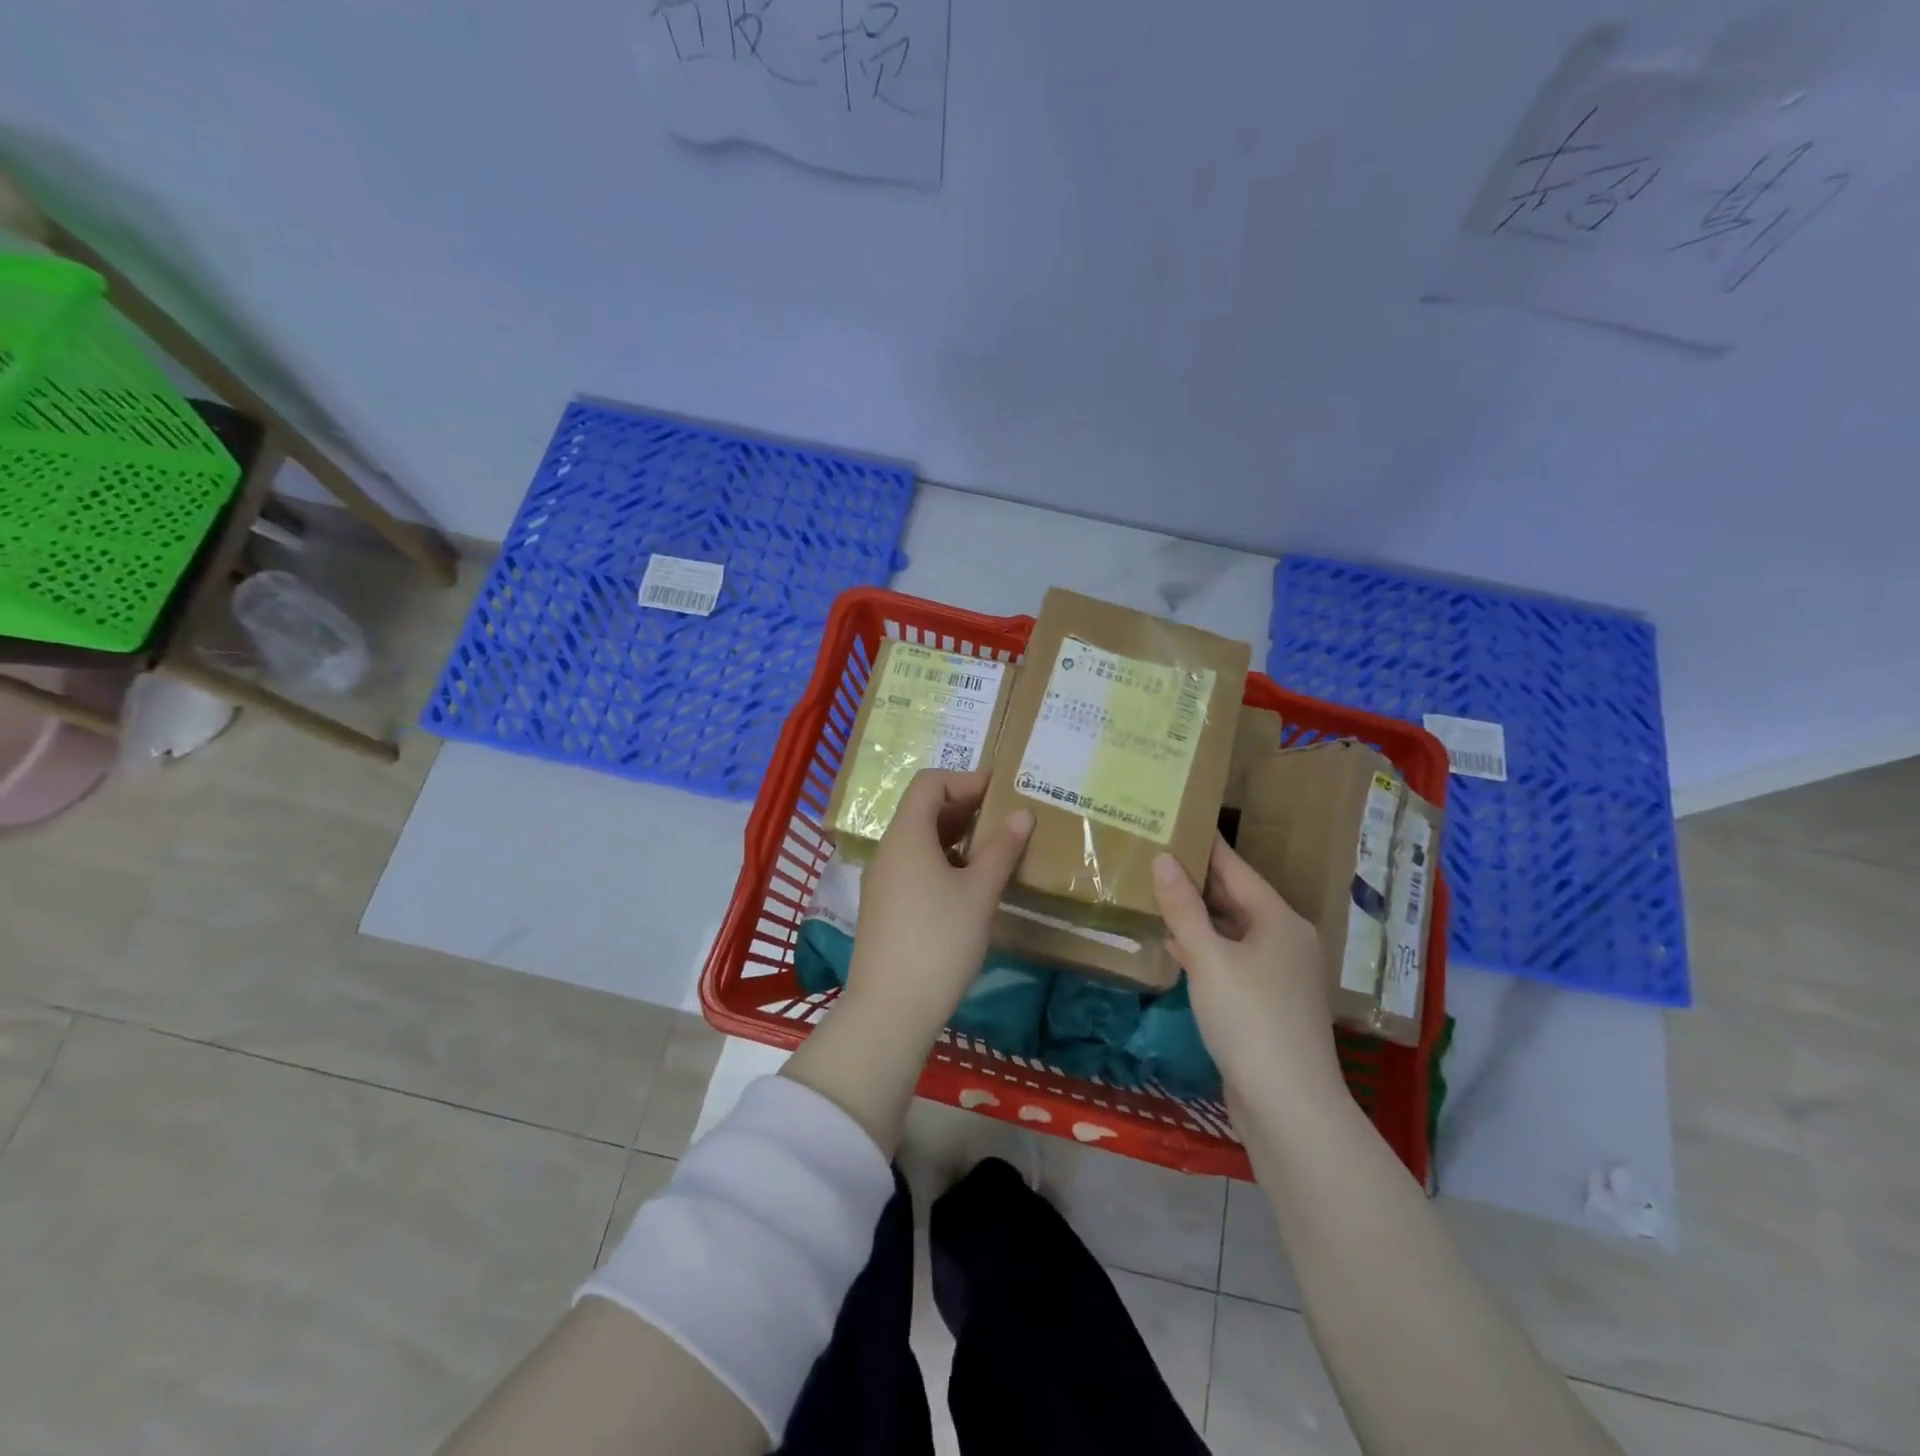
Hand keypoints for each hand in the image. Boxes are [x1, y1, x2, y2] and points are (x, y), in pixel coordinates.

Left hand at [844, 769, 1033, 1041]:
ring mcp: (882, 880)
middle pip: (922, 809)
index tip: (1000, 792)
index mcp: (907, 836)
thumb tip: (1022, 814)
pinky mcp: (883, 907)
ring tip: (991, 852)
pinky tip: (966, 885)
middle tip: (1003, 819)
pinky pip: (912, 867)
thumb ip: (1002, 849)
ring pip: (918, 841)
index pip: (930, 783)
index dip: (965, 780)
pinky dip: (941, 862)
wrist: (889, 1010)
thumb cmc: (940, 941)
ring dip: (954, 837)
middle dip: (963, 807)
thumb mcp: (979, 893)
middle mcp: (888, 850)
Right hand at [1152, 837, 1343, 1103]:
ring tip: (1157, 893)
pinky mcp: (1270, 1004)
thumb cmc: (1249, 1019)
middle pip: (1237, 899)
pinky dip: (1207, 949)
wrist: (1289, 1106)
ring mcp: (1281, 975)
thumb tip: (1163, 857)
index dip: (1206, 845)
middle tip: (1155, 855)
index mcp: (1280, 921)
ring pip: (1234, 931)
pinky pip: (1234, 961)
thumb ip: (1183, 907)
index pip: (1237, 869)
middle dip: (1197, 880)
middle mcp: (1287, 940)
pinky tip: (1176, 946)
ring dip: (1198, 916)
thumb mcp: (1208, 958)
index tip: (1177, 820)